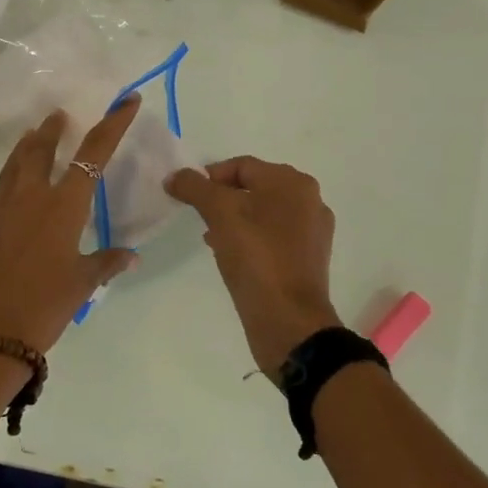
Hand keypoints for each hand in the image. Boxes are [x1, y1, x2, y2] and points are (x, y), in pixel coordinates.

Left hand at [0, 97, 140, 353]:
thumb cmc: (44, 307)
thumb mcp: (81, 285)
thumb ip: (105, 263)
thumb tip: (130, 255)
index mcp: (62, 206)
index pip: (93, 154)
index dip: (112, 124)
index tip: (125, 101)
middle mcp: (30, 199)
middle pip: (41, 151)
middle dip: (53, 130)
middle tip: (59, 115)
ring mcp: (0, 213)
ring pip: (11, 169)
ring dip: (23, 150)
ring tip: (30, 137)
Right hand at [165, 156, 342, 376]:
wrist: (289, 321)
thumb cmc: (256, 258)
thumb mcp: (219, 214)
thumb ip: (194, 188)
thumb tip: (175, 176)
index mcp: (292, 183)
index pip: (242, 166)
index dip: (209, 177)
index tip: (187, 198)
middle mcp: (309, 200)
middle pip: (254, 187)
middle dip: (222, 199)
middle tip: (199, 218)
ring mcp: (312, 231)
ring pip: (263, 213)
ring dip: (234, 219)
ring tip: (211, 239)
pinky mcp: (309, 259)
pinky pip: (273, 237)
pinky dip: (251, 239)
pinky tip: (233, 256)